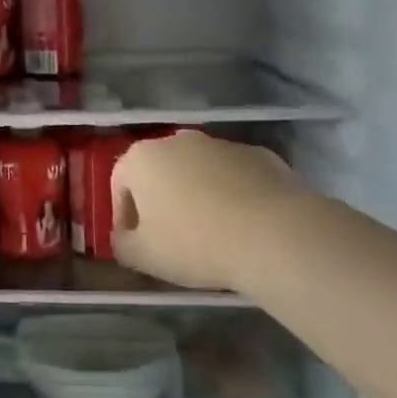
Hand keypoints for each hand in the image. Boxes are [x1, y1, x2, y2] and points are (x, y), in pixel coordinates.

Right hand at [111, 132, 302, 293]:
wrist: (276, 235)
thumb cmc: (195, 243)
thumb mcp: (142, 257)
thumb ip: (121, 243)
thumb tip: (125, 236)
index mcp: (141, 159)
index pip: (120, 184)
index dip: (124, 216)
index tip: (137, 242)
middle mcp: (177, 140)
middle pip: (160, 171)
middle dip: (161, 200)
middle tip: (172, 237)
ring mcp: (221, 144)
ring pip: (199, 171)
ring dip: (198, 194)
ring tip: (213, 232)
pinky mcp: (260, 155)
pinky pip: (236, 176)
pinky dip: (234, 193)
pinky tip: (245, 224)